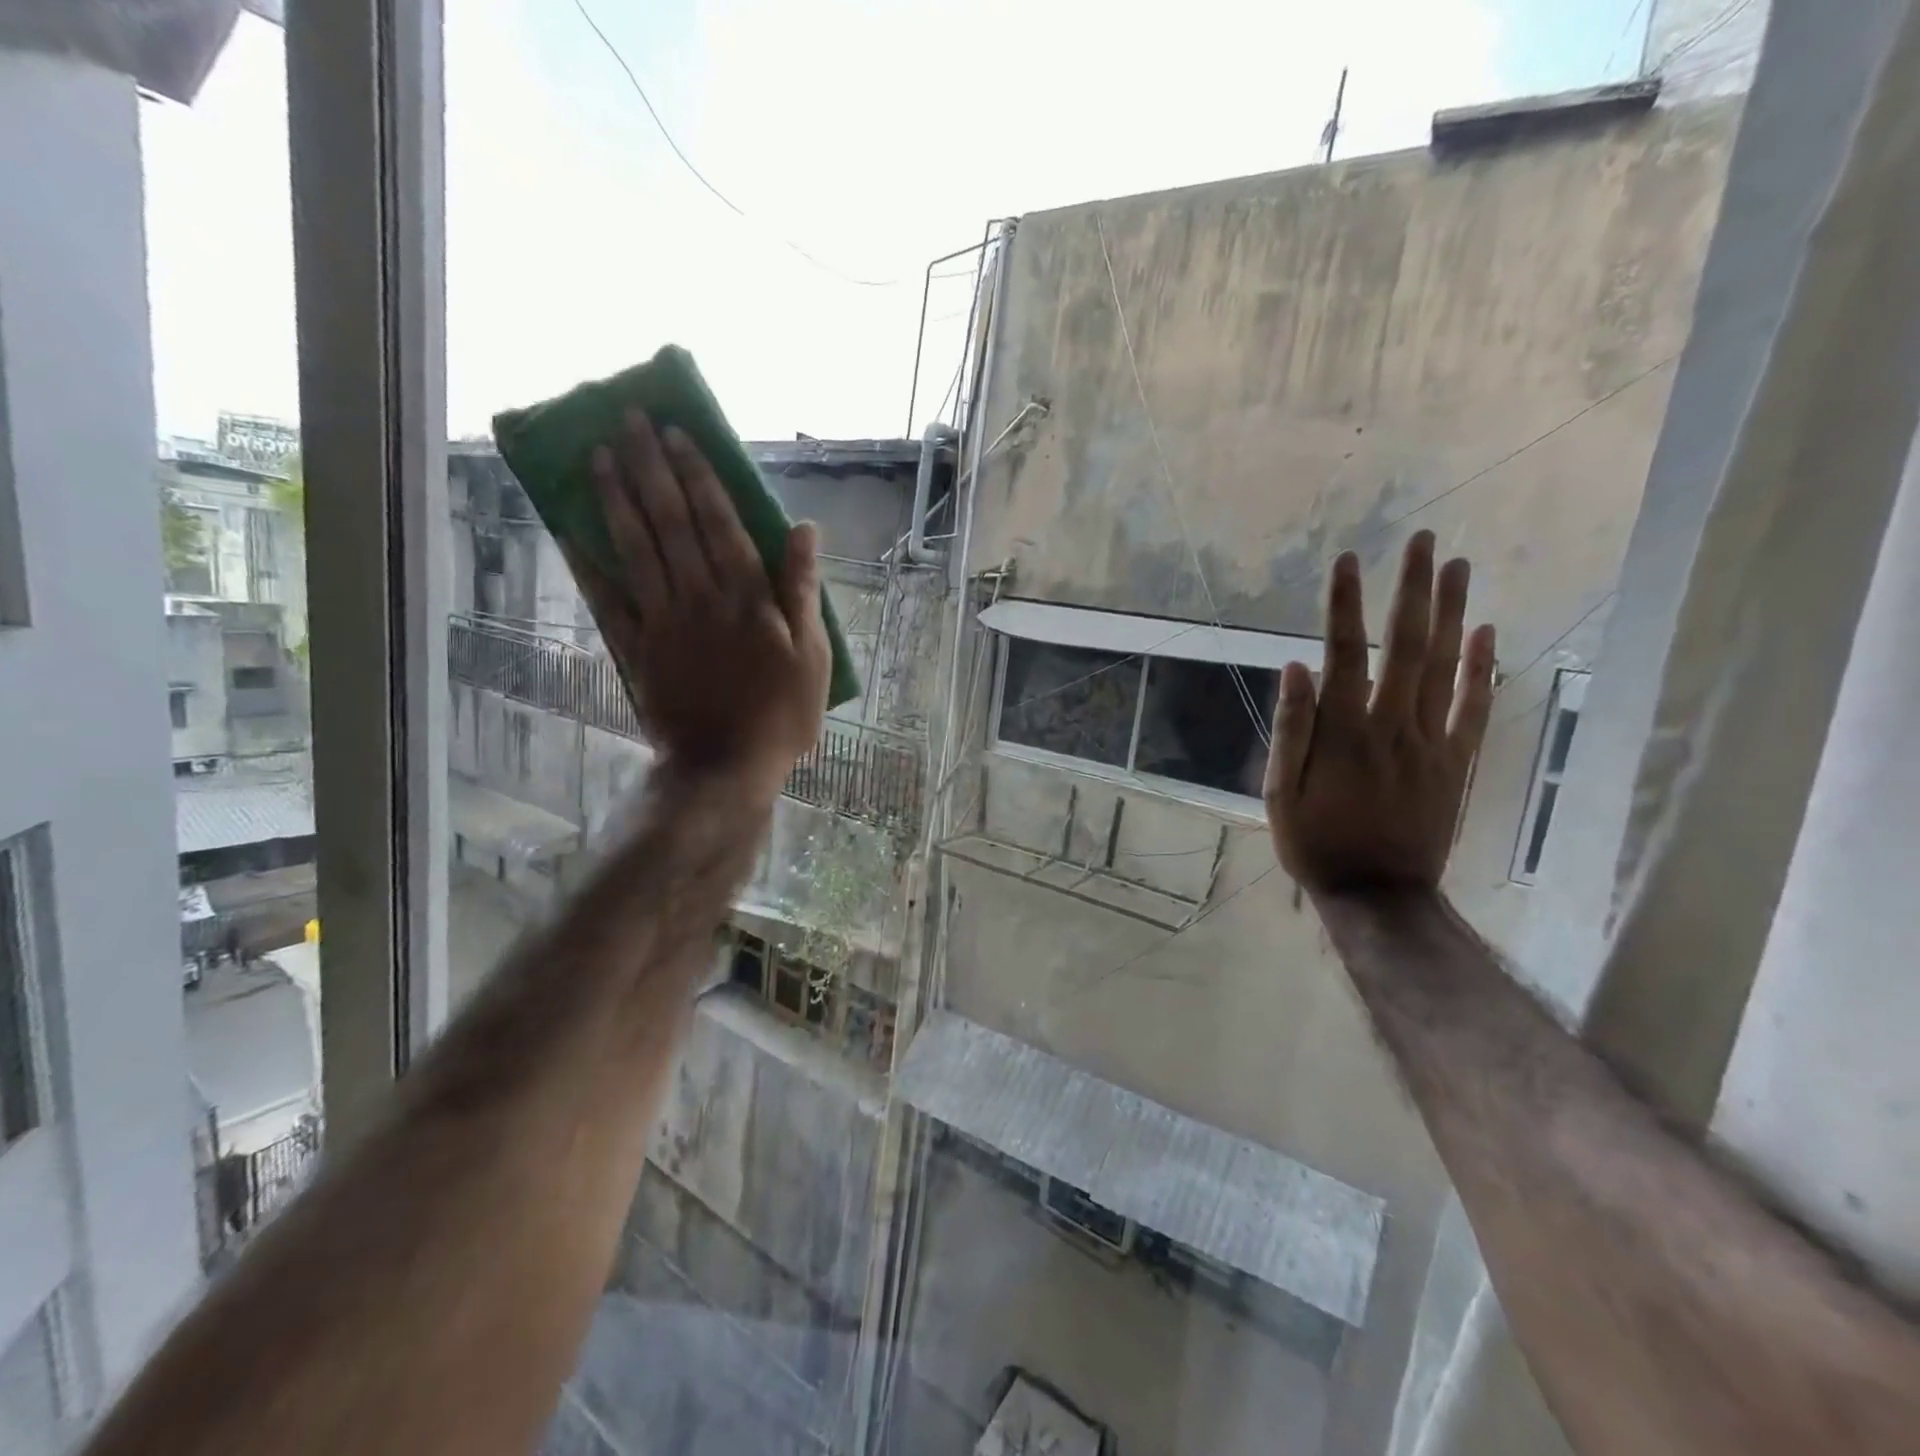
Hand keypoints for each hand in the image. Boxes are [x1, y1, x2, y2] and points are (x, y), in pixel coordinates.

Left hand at [563, 410, 829, 793]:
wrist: (726, 766)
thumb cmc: (781, 713)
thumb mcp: (813, 653)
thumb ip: (804, 589)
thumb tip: (804, 529)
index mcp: (748, 596)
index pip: (719, 521)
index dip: (698, 475)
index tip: (676, 434)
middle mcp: (701, 596)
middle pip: (671, 522)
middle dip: (650, 468)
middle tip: (628, 420)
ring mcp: (663, 621)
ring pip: (636, 549)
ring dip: (616, 500)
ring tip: (597, 456)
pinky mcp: (637, 648)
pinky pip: (608, 600)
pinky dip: (588, 565)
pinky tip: (570, 531)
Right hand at [1263, 531, 1495, 895]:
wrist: (1379, 895)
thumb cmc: (1316, 843)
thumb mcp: (1279, 793)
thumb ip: (1291, 729)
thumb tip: (1296, 668)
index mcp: (1342, 732)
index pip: (1342, 653)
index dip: (1343, 605)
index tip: (1346, 560)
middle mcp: (1391, 725)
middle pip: (1405, 645)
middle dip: (1413, 589)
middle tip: (1423, 540)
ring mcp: (1432, 742)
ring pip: (1446, 666)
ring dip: (1452, 612)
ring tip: (1458, 566)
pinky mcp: (1457, 761)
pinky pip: (1475, 707)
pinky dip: (1483, 667)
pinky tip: (1486, 632)